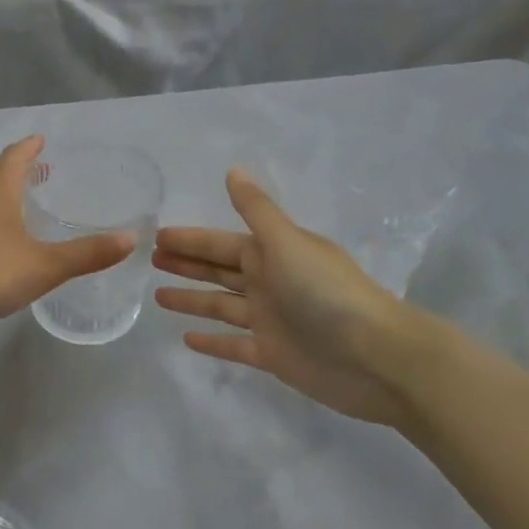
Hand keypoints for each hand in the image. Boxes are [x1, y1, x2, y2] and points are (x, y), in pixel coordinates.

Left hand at [0, 137, 134, 318]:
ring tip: (22, 209)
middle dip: (18, 174)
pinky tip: (0, 246)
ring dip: (3, 200)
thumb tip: (131, 239)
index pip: (13, 158)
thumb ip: (88, 253)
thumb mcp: (46, 264)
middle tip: (39, 173)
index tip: (39, 139)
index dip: (28, 147)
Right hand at [152, 169, 458, 429]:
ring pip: (221, 305)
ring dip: (192, 299)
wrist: (379, 358)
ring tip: (157, 296)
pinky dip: (213, 342)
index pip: (220, 243)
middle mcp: (269, 282)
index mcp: (271, 253)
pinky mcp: (274, 354)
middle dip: (186, 263)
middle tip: (149, 259)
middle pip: (218, 270)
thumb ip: (256, 210)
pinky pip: (234, 345)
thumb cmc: (327, 292)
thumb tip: (233, 170)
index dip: (189, 239)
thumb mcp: (287, 242)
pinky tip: (186, 340)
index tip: (157, 236)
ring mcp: (270, 319)